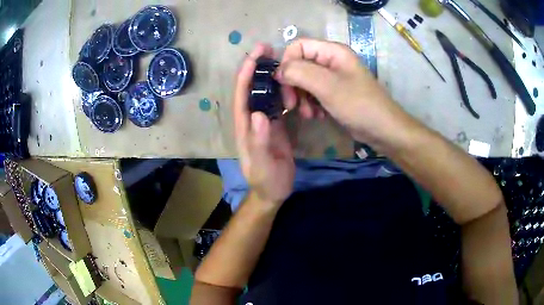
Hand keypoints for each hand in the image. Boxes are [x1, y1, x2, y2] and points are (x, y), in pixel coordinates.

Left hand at [233, 44, 294, 206]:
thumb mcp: (262, 165)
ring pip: (263, 91)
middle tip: (270, 47)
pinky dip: (281, 88)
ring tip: (281, 58)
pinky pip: (276, 101)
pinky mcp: (275, 123)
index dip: (245, 73)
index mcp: (244, 126)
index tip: (256, 53)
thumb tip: (260, 114)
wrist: (274, 190)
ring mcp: (263, 120)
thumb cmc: (266, 180)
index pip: (241, 94)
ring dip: (269, 74)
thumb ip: (259, 141)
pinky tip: (291, 80)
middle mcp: (251, 118)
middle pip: (250, 87)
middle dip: (256, 66)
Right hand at [276, 38, 406, 144]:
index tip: (283, 84)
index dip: (286, 63)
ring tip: (309, 114)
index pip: (297, 46)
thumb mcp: (327, 86)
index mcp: (332, 51)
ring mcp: (333, 78)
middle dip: (293, 85)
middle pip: (299, 65)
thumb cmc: (359, 105)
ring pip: (304, 81)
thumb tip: (278, 71)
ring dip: (301, 98)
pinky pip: (313, 94)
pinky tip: (317, 116)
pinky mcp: (334, 93)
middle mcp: (331, 61)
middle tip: (292, 104)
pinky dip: (311, 105)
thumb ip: (299, 72)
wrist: (383, 130)